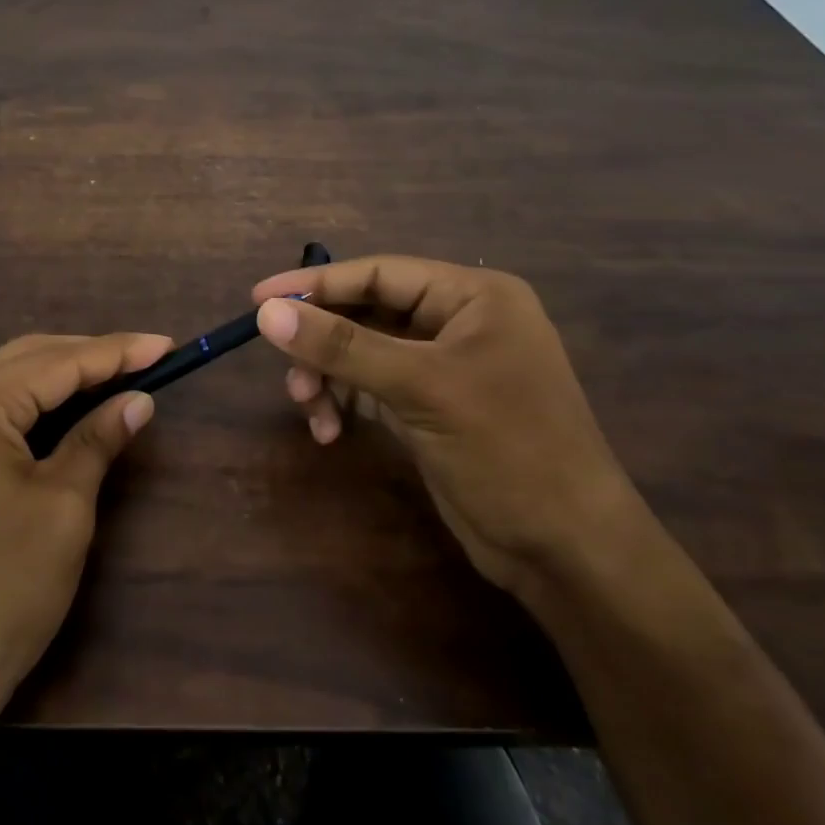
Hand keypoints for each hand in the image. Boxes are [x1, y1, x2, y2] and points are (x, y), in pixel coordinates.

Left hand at [0, 331, 169, 737]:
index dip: (117, 352)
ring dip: (61, 374)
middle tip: (147, 357)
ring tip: (118, 374)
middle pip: (26, 358)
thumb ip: (98, 439)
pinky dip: (33, 401)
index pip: (56, 362)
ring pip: (6, 379)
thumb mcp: (63, 507)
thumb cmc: (1, 590)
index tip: (166, 344)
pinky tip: (68, 405)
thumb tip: (139, 400)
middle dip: (89, 355)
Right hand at [251, 256, 643, 594]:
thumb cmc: (507, 450)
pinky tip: (329, 432)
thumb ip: (342, 346)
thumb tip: (268, 313)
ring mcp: (444, 365)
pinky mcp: (431, 405)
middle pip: (366, 313)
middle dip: (322, 343)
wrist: (566, 550)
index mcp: (472, 296)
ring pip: (362, 352)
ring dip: (328, 377)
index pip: (379, 274)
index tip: (258, 298)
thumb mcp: (421, 389)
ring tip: (308, 409)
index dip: (316, 283)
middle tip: (287, 372)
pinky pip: (371, 387)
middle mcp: (458, 321)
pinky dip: (344, 403)